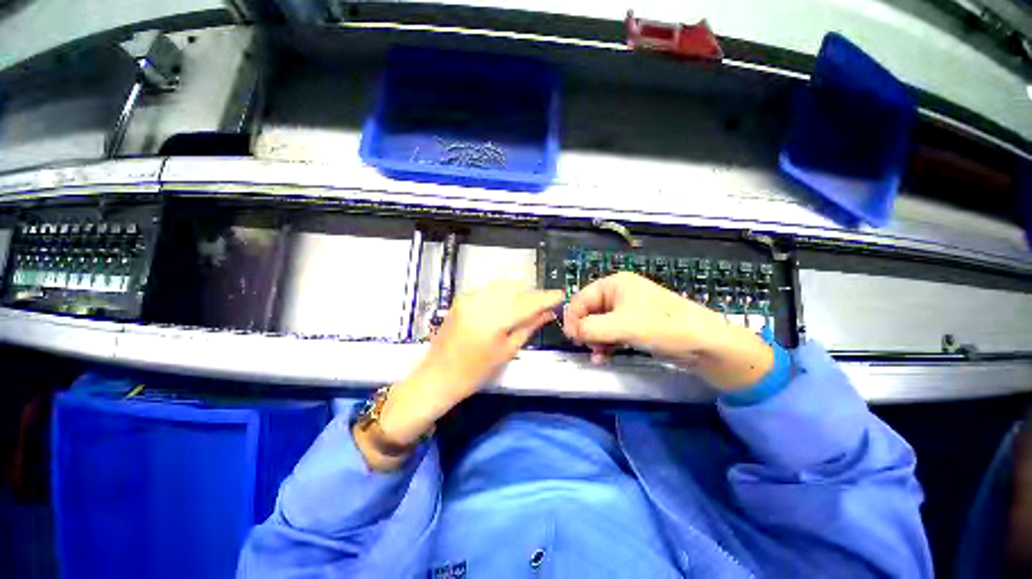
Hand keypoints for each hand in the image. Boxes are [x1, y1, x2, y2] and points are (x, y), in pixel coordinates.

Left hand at [356, 284, 562, 468]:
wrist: (437, 376)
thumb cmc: (475, 372)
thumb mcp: (507, 351)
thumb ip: (529, 327)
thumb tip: (548, 312)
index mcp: (495, 319)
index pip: (528, 302)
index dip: (546, 297)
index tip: (560, 294)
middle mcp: (481, 302)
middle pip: (516, 289)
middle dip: (532, 294)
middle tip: (544, 304)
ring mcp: (469, 298)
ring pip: (503, 285)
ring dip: (519, 291)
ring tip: (528, 303)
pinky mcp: (462, 298)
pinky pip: (489, 289)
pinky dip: (503, 292)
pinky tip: (508, 302)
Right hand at [563, 272, 773, 390]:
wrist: (705, 344)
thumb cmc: (661, 326)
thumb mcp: (621, 326)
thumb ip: (590, 328)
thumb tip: (569, 332)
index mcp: (614, 284)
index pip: (581, 298)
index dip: (572, 318)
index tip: (570, 338)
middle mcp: (618, 294)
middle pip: (589, 312)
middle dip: (584, 331)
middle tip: (584, 348)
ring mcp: (627, 310)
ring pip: (599, 324)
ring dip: (594, 340)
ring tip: (596, 356)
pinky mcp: (634, 325)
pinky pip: (611, 333)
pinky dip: (605, 344)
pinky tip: (603, 357)